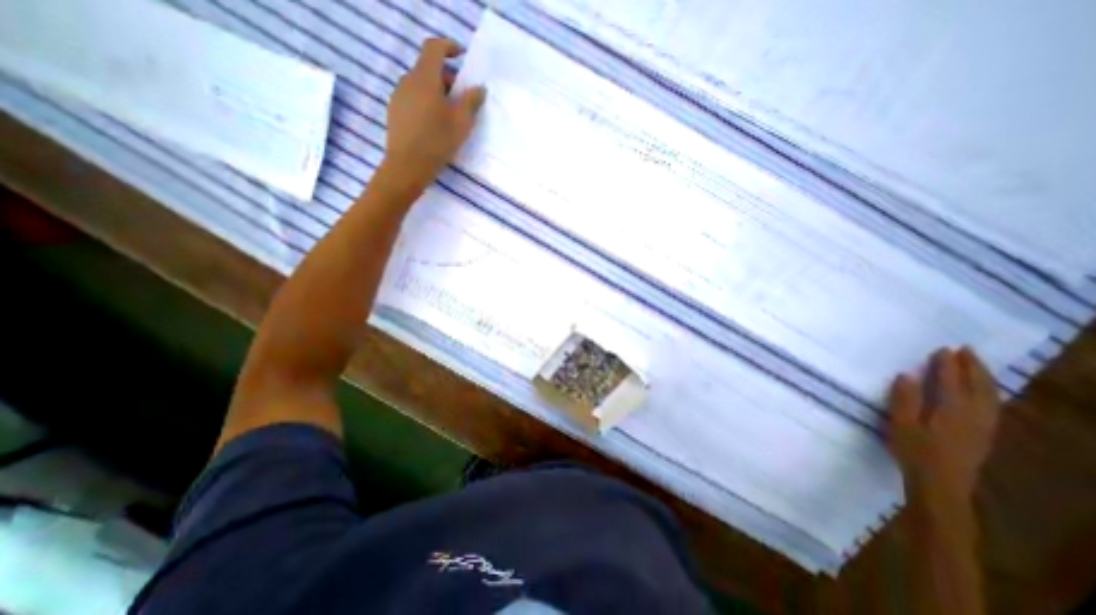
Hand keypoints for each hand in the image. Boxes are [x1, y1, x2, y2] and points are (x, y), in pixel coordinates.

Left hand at [384, 39, 486, 185]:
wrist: (408, 165)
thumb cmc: (438, 141)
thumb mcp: (462, 122)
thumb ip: (472, 101)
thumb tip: (479, 88)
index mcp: (425, 77)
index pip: (434, 47)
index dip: (449, 47)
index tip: (462, 56)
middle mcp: (408, 80)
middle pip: (428, 68)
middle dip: (446, 77)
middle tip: (461, 96)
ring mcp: (398, 95)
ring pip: (420, 84)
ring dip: (436, 91)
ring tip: (449, 114)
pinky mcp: (394, 111)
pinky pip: (413, 98)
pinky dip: (425, 102)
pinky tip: (434, 124)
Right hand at [889, 347, 1000, 508]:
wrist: (941, 484)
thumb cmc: (914, 451)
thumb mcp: (901, 424)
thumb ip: (904, 399)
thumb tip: (907, 375)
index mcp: (951, 411)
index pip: (952, 382)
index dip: (947, 365)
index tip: (943, 349)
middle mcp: (974, 416)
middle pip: (979, 387)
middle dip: (973, 367)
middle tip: (965, 350)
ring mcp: (983, 427)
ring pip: (991, 397)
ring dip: (985, 378)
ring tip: (976, 365)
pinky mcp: (984, 435)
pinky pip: (993, 407)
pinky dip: (989, 392)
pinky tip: (984, 392)